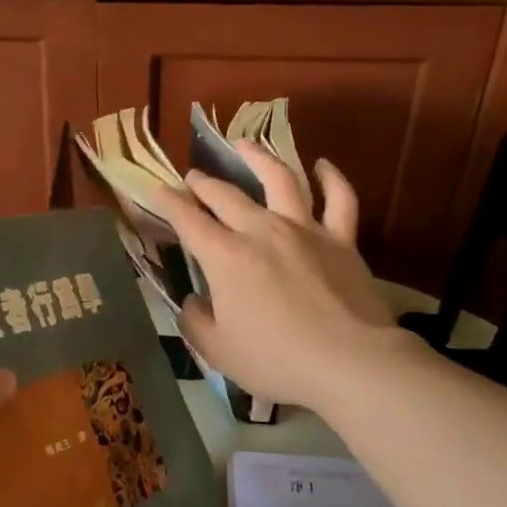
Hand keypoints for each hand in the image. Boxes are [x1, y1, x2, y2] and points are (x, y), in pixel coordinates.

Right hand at [148, 143, 406, 412]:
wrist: (350, 362)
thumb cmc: (277, 359)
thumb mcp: (219, 351)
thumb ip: (196, 322)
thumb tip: (192, 301)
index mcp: (226, 256)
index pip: (189, 220)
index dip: (169, 202)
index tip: (157, 189)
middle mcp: (262, 231)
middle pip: (227, 195)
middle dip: (204, 183)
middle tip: (193, 176)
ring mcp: (305, 230)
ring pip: (280, 179)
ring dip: (258, 158)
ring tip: (244, 144)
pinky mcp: (341, 240)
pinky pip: (340, 200)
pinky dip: (331, 179)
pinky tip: (323, 165)